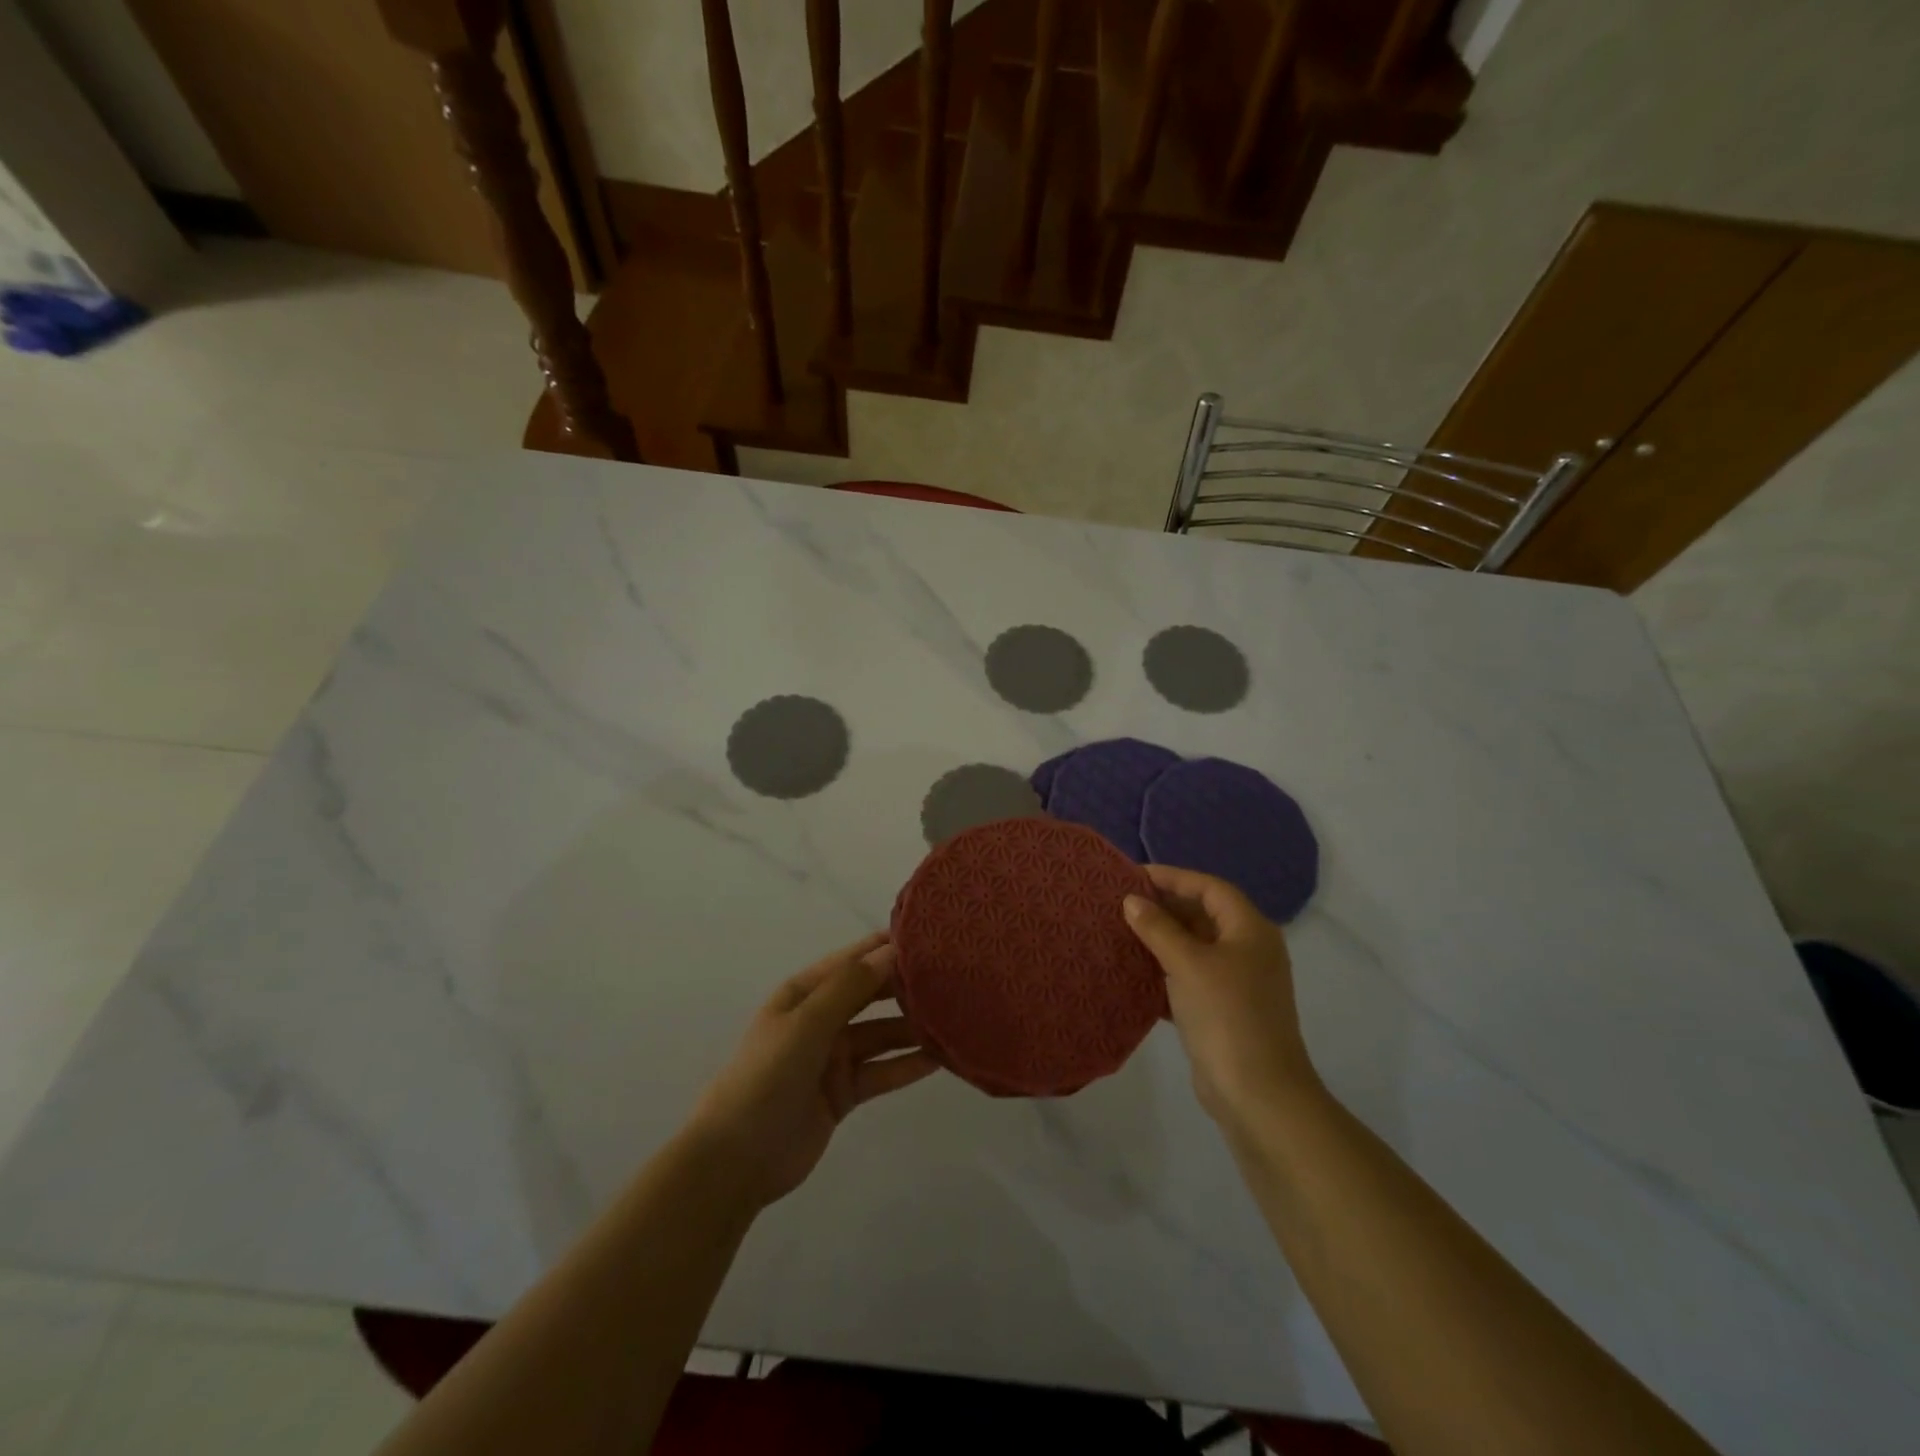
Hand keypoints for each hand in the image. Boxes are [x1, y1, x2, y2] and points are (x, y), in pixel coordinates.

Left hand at [687, 932, 939, 1209]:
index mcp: (803, 994)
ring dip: (912, 1028)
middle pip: (869, 996)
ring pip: (881, 1035)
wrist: (736, 1159)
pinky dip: (907, 1065)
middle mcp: (820, 1019)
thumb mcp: (807, 1024)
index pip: (851, 961)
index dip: (884, 948)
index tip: (927, 936)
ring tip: (955, 1018)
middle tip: (951, 977)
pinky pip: (881, 1071)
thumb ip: (850, 987)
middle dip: (904, 986)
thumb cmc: (766, 1077)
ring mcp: (832, 1057)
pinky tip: (940, 1059)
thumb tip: (891, 950)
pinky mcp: (843, 1092)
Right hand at [1124, 865, 1319, 1126]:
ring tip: (1123, 932)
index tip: (1134, 876)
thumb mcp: (1187, 963)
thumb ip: (1158, 928)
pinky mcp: (1225, 1010)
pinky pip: (1191, 976)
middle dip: (1165, 907)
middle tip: (1123, 903)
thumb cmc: (1226, 1015)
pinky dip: (1166, 970)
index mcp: (1250, 930)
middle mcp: (1249, 950)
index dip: (1174, 877)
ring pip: (1196, 947)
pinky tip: (1136, 972)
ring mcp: (1239, 982)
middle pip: (1204, 915)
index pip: (1210, 888)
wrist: (1258, 1095)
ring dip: (1162, 939)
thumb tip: (1132, 900)